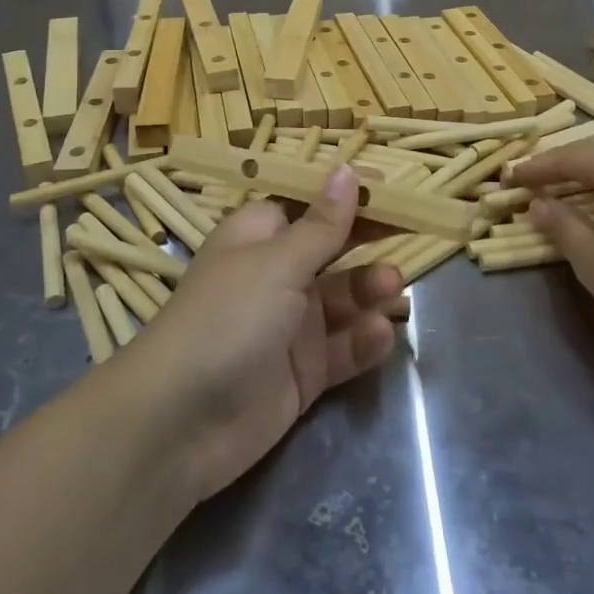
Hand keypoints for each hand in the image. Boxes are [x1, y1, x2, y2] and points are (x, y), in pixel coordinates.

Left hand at [137, 166, 403, 502]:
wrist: (180, 423)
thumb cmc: (228, 318)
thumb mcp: (277, 264)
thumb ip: (322, 225)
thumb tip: (347, 170)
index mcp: (259, 237)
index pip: (308, 206)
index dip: (345, 197)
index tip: (391, 189)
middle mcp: (275, 276)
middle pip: (331, 251)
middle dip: (368, 244)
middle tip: (413, 234)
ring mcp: (289, 327)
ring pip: (343, 301)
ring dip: (369, 291)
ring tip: (394, 289)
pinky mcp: (302, 373)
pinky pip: (342, 349)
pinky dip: (363, 341)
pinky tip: (381, 335)